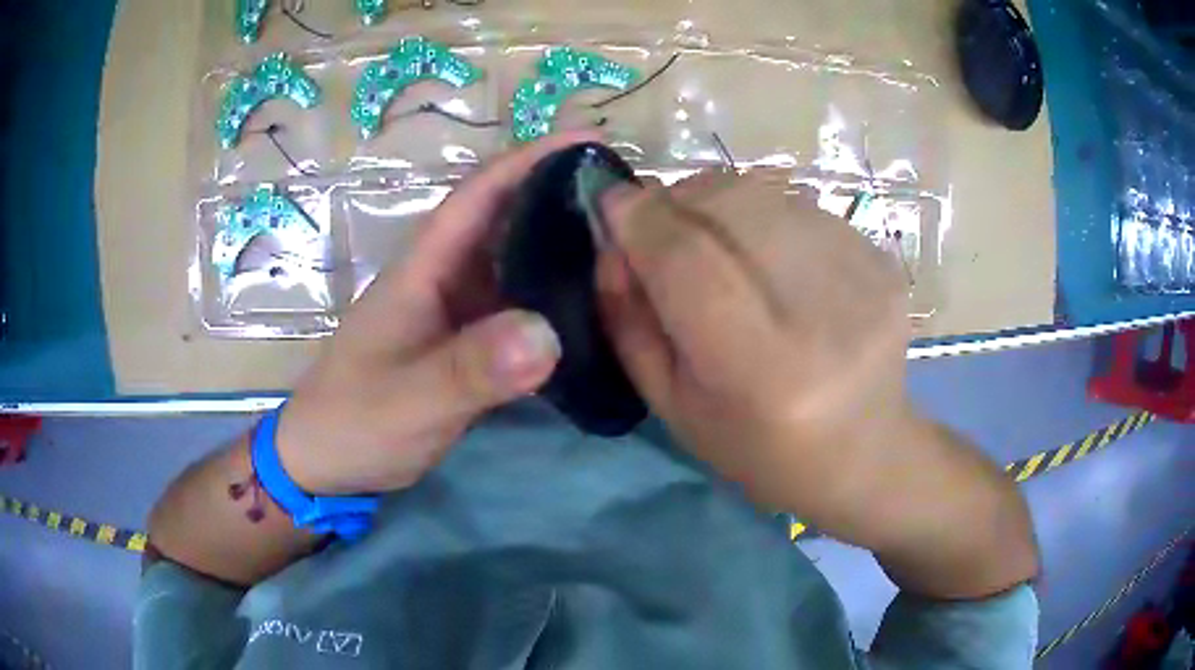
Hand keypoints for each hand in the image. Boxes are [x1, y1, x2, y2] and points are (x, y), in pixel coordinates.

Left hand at [275, 131, 599, 494]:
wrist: (326, 460)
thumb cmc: (355, 421)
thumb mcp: (411, 399)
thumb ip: (471, 370)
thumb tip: (547, 332)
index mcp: (425, 267)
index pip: (481, 193)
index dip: (533, 159)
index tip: (592, 141)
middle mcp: (445, 277)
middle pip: (508, 219)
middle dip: (563, 196)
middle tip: (630, 199)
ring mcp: (457, 312)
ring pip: (518, 263)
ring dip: (565, 247)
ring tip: (627, 245)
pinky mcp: (468, 344)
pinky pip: (520, 308)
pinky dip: (555, 299)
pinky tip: (594, 307)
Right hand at [597, 172, 1036, 597]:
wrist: (865, 454)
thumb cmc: (759, 448)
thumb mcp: (674, 406)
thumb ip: (631, 320)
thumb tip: (614, 237)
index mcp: (764, 373)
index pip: (690, 262)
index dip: (642, 221)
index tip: (609, 201)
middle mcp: (823, 315)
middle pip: (733, 207)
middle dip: (677, 197)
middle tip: (656, 217)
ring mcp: (864, 278)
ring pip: (766, 194)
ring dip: (716, 199)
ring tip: (705, 232)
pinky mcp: (882, 260)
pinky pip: (799, 204)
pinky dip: (760, 211)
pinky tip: (760, 249)